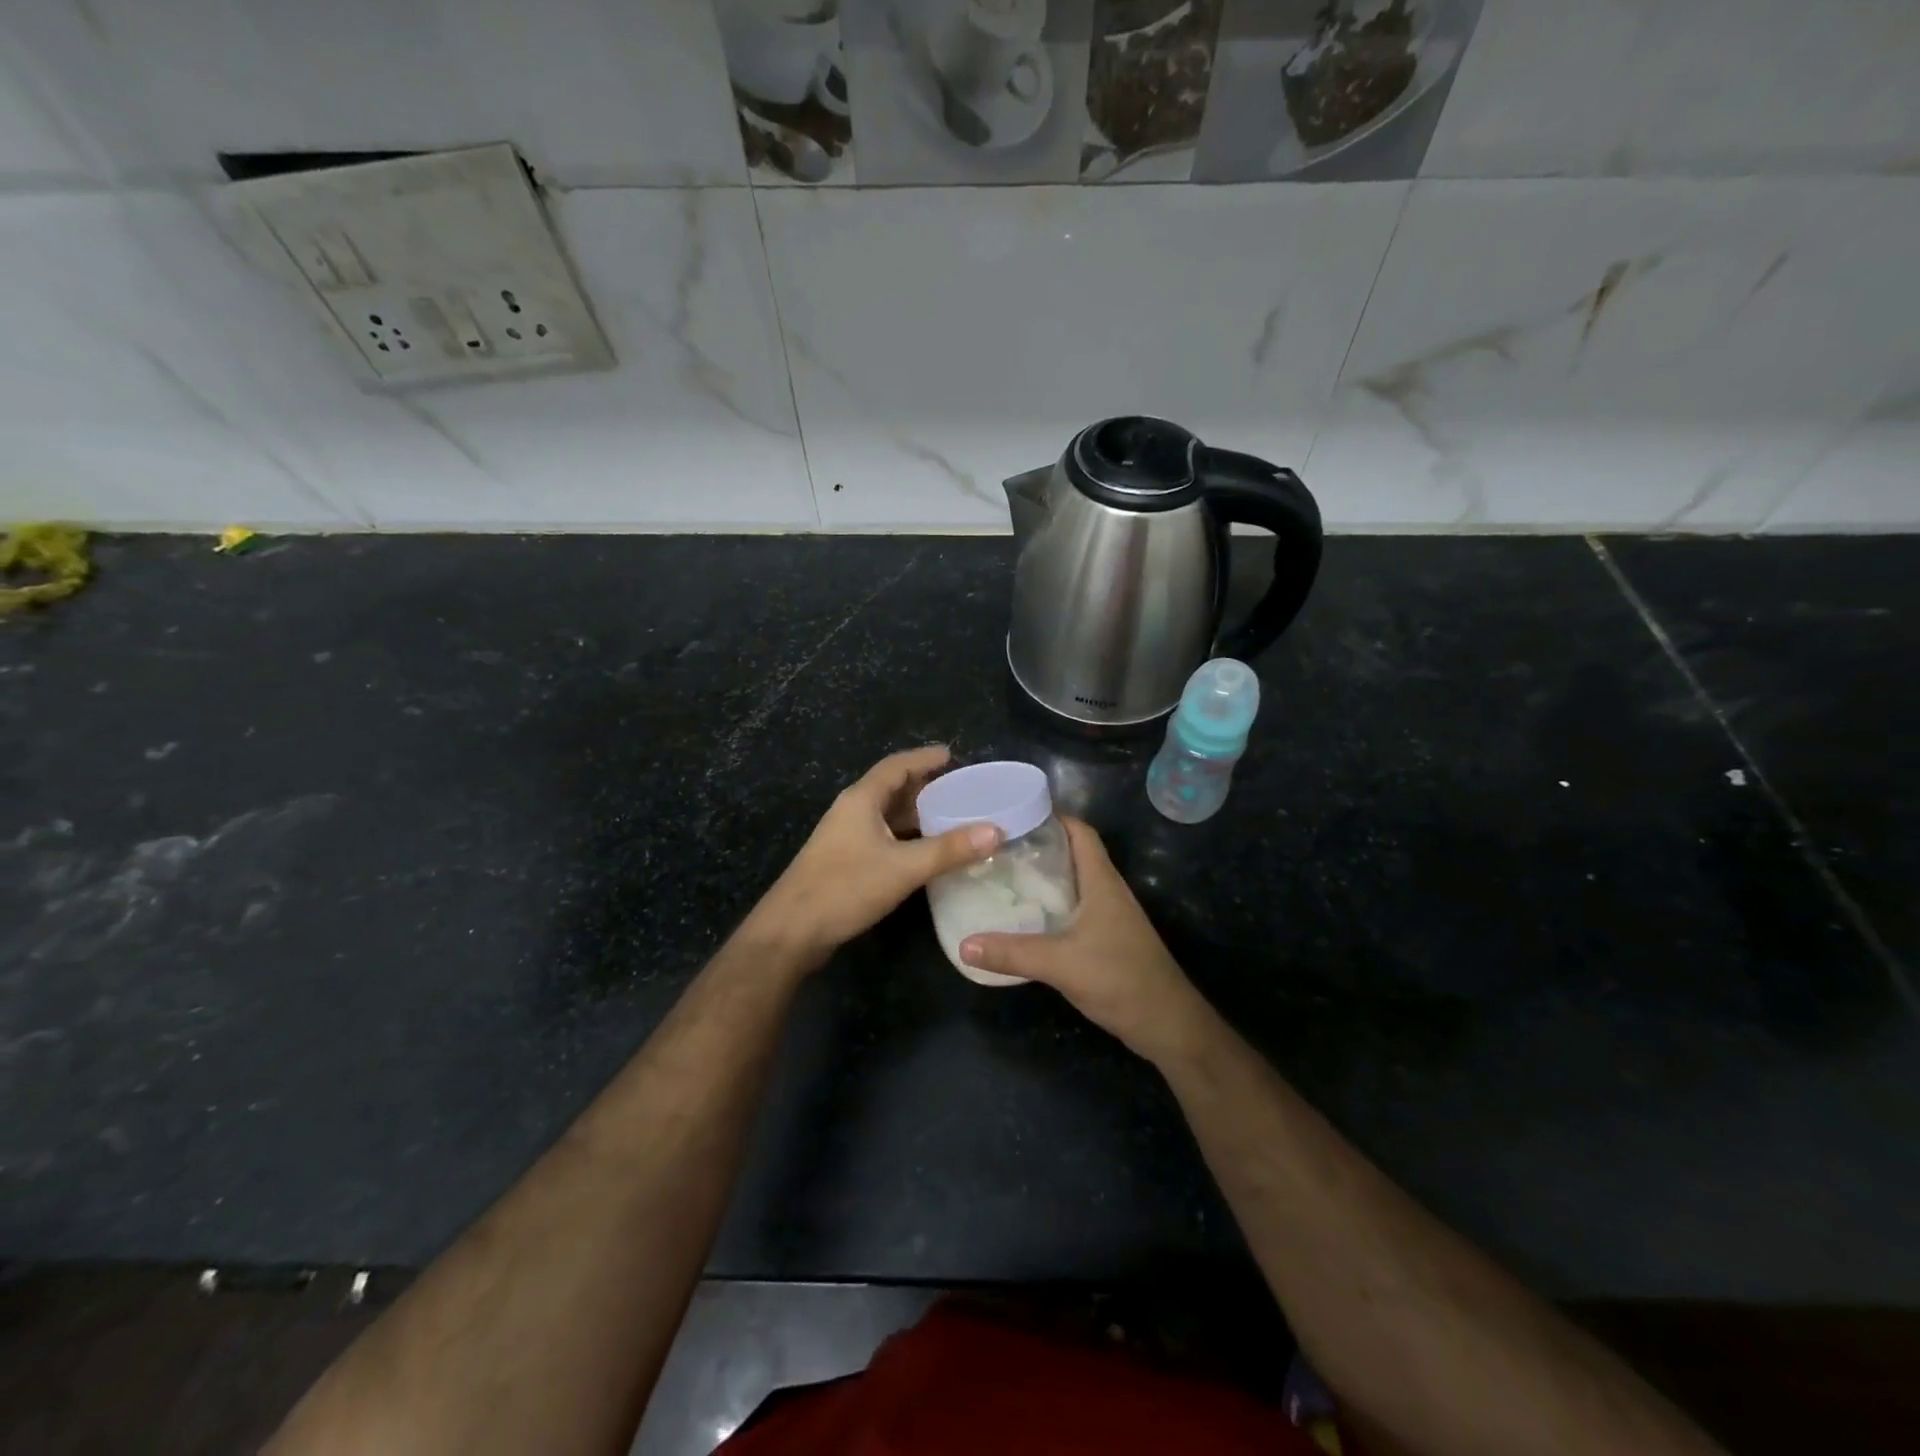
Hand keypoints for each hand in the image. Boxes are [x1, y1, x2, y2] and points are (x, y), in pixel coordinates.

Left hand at [748, 746, 1000, 962]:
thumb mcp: (903, 867)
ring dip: (916, 814)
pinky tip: (926, 852)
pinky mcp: (844, 862)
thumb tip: (996, 831)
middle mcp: (852, 812)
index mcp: (861, 800)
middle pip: (892, 789)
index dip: (924, 758)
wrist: (792, 931)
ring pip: (886, 816)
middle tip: (961, 789)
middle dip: (925, 787)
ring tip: (952, 817)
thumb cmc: (845, 888)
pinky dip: (907, 837)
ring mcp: (845, 838)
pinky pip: (883, 838)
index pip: (896, 766)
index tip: (952, 755)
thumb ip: (949, 849)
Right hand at [959, 818, 1209, 1065]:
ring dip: (1045, 877)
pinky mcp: (1108, 938)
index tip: (1015, 814)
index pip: (1080, 832)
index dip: (1053, 816)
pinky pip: (1075, 909)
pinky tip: (1027, 917)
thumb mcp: (1060, 963)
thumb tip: (964, 945)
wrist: (1166, 1023)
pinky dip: (1051, 905)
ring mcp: (1110, 916)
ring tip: (1004, 876)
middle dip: (1039, 846)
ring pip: (1074, 883)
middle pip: (1074, 854)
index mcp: (1101, 881)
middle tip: (998, 847)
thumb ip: (1012, 953)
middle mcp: (1107, 891)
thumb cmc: (1120, 978)